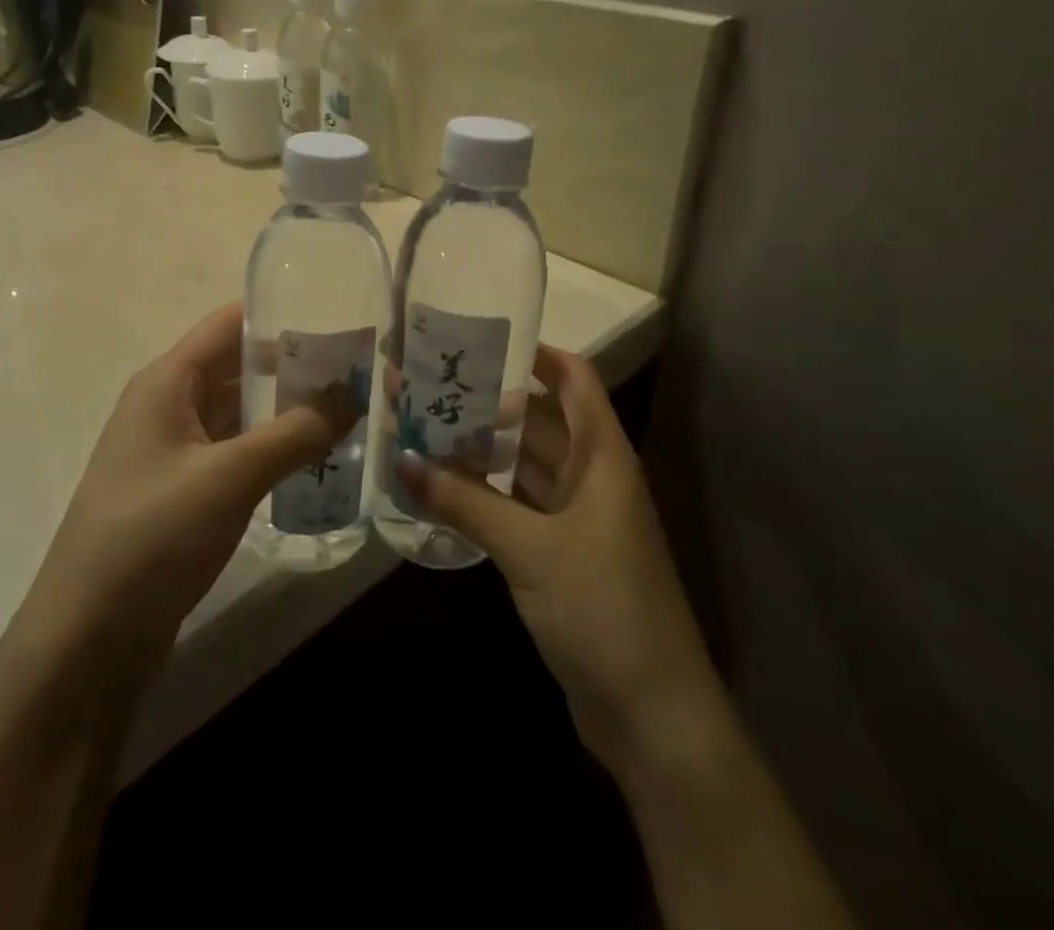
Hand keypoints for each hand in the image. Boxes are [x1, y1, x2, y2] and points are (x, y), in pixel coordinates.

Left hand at [24, 301, 354, 672]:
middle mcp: (167, 405)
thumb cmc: (152, 537)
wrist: (87, 638)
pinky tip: (313, 459)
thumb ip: (296, 433)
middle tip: (359, 371)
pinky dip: (271, 448)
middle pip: (237, 366)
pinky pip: (234, 452)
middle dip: (294, 366)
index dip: (280, 314)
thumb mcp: (230, 478)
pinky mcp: (182, 491)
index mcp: (167, 382)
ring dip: (286, 410)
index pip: (229, 324)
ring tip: (349, 410)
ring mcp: (173, 450)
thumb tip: (354, 396)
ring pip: (239, 412)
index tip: (338, 320)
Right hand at [394, 346, 723, 758]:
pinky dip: (485, 493)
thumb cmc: (603, 607)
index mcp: (603, 456)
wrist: (651, 713)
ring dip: (483, 449)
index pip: (574, 379)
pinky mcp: (562, 554)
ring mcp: (578, 517)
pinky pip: (519, 505)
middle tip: (429, 383)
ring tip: (424, 425)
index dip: (534, 353)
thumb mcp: (529, 548)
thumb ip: (465, 501)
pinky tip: (443, 485)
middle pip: (541, 420)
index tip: (479, 339)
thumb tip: (401, 457)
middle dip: (489, 402)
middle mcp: (593, 476)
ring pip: (526, 465)